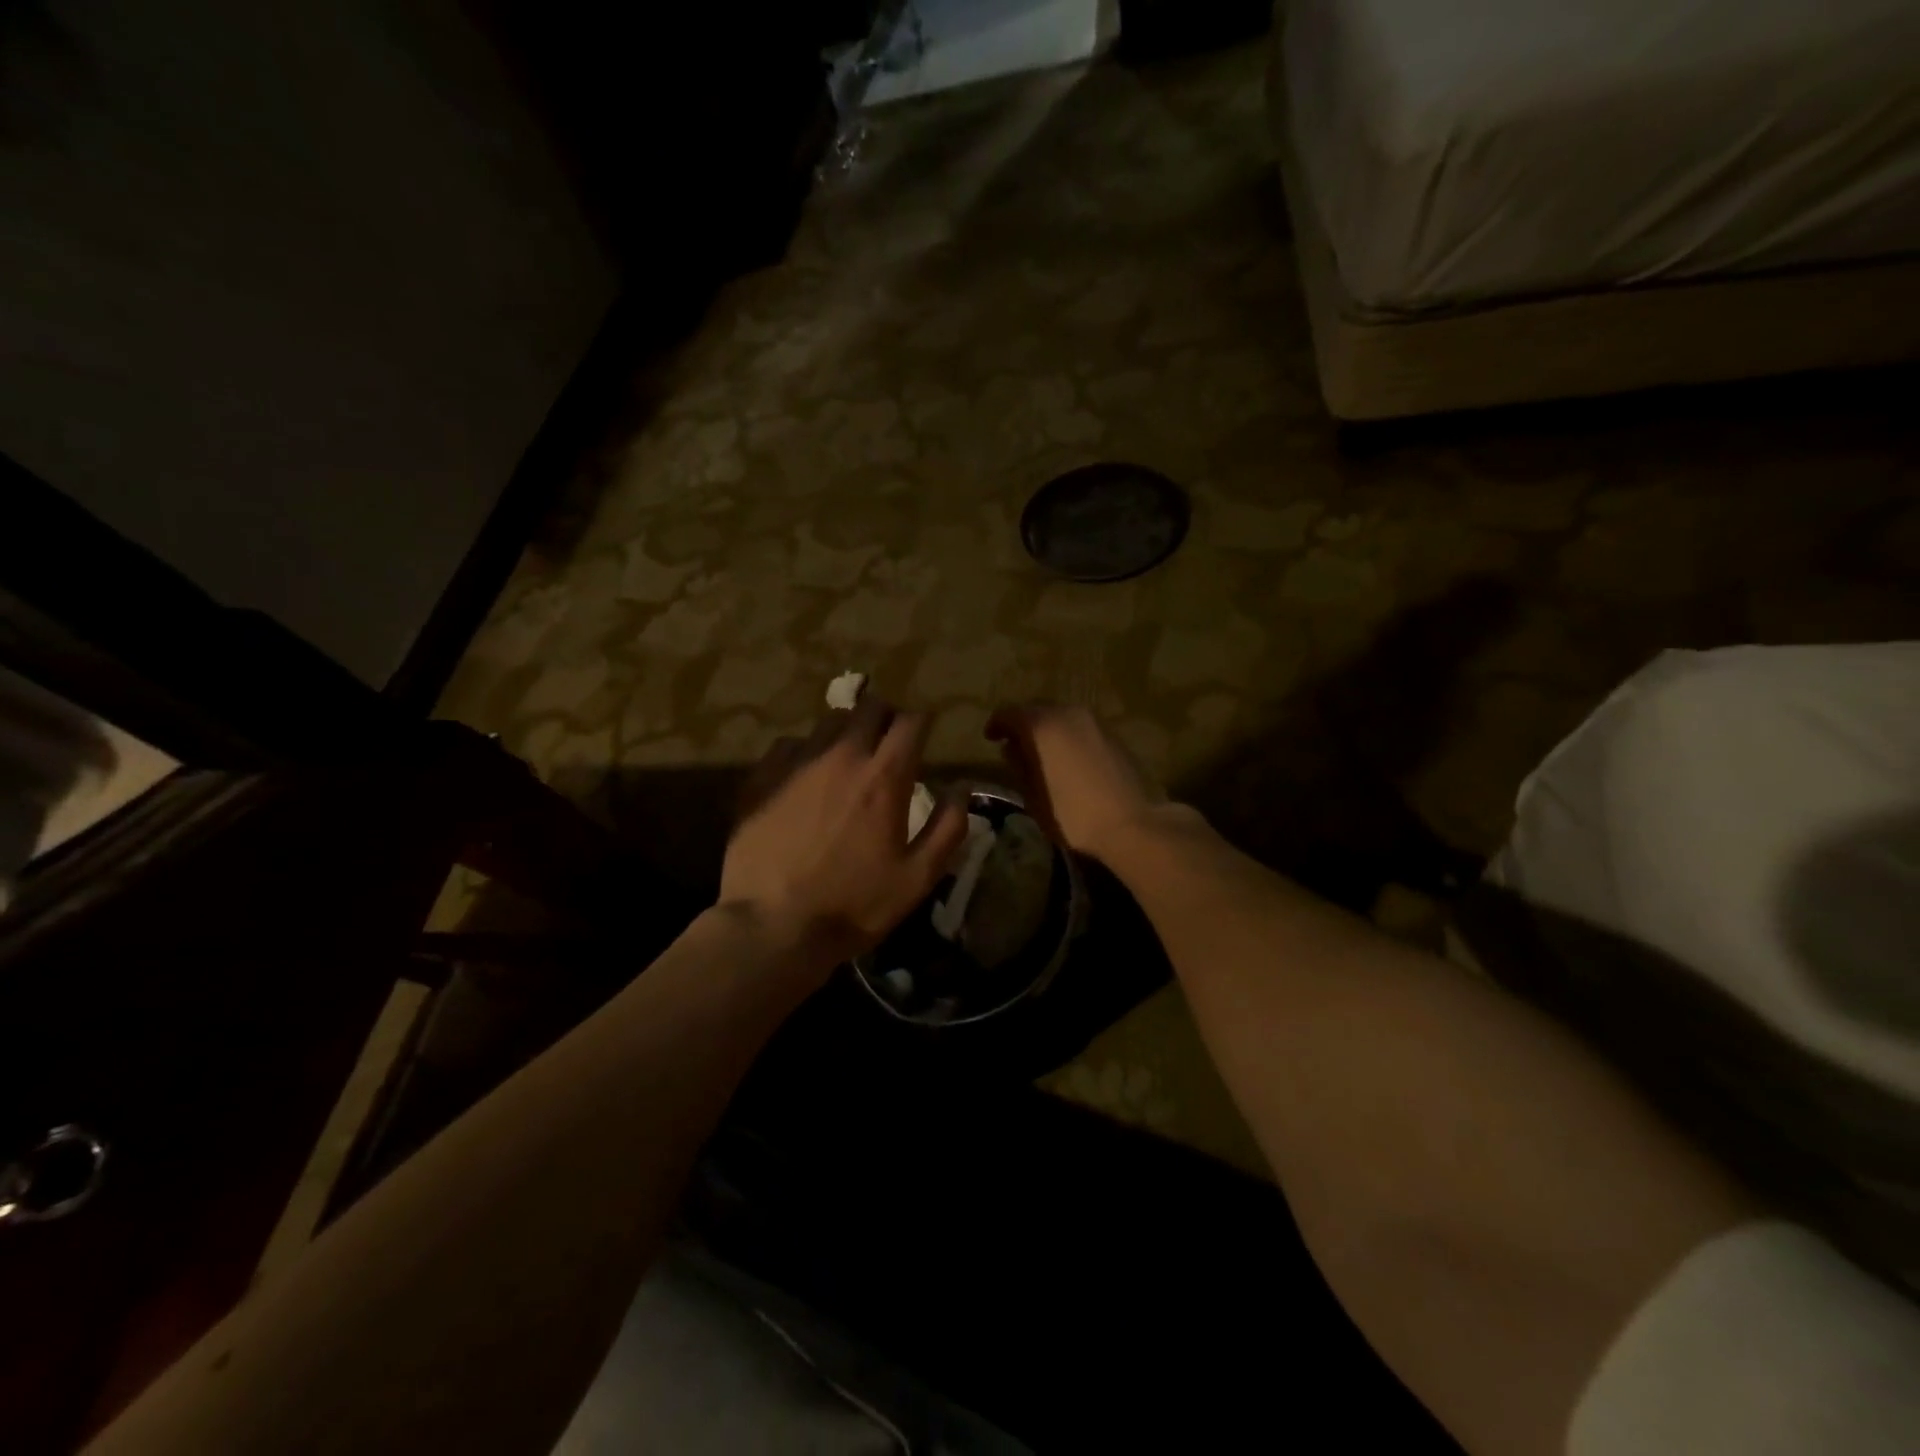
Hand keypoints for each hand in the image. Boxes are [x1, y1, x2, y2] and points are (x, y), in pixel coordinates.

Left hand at [722, 697, 967, 964]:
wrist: (772, 925)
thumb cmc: (854, 904)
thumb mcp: (918, 878)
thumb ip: (949, 827)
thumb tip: (962, 787)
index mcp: (885, 776)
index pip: (911, 722)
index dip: (922, 721)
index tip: (925, 732)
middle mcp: (843, 756)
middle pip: (869, 707)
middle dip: (886, 715)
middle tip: (889, 739)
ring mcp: (798, 763)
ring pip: (829, 720)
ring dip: (847, 730)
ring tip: (848, 754)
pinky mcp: (762, 776)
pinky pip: (790, 743)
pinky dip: (806, 750)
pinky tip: (805, 774)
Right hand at [986, 704, 1168, 861]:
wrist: (1132, 824)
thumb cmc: (1073, 814)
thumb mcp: (1034, 796)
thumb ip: (1019, 766)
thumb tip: (1011, 749)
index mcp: (1042, 725)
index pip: (1010, 713)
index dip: (997, 725)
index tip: (990, 738)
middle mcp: (1068, 713)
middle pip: (1037, 710)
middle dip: (1023, 725)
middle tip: (1014, 745)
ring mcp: (1094, 722)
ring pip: (1062, 717)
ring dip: (1048, 730)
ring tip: (1041, 753)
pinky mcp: (1114, 735)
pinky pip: (1080, 728)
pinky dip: (1068, 737)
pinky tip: (1067, 759)